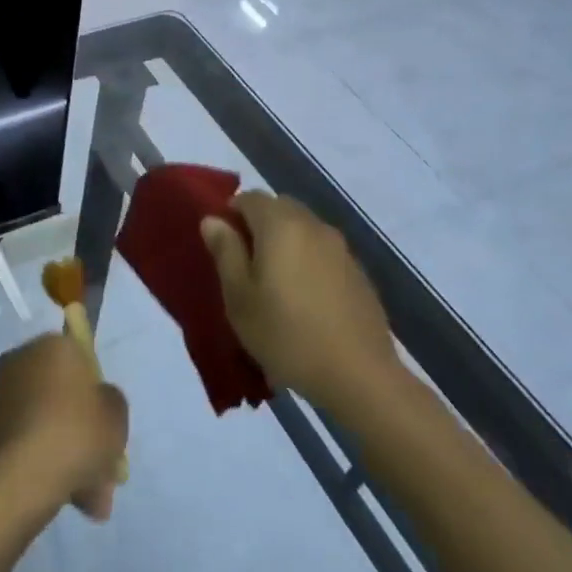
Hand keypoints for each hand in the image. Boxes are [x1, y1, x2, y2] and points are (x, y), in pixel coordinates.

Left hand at [0, 334, 128, 522]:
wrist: (11, 481)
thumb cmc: (72, 436)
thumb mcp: (116, 417)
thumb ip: (112, 402)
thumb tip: (97, 402)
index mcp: (52, 345)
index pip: (83, 362)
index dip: (98, 397)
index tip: (108, 429)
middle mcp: (21, 361)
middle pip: (64, 398)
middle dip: (86, 435)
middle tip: (103, 473)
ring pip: (47, 424)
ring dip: (69, 457)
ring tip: (89, 501)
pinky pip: (26, 442)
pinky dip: (43, 465)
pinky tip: (63, 499)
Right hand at [201, 192, 400, 407]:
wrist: (357, 374)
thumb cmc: (285, 333)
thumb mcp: (239, 297)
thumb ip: (225, 252)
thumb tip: (213, 220)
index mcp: (281, 225)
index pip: (249, 197)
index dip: (231, 213)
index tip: (222, 245)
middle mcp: (313, 226)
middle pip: (280, 208)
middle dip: (259, 224)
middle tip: (245, 263)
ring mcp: (341, 248)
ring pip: (304, 228)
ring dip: (285, 242)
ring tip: (274, 282)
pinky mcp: (359, 272)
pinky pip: (323, 252)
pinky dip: (308, 261)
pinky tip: (305, 298)